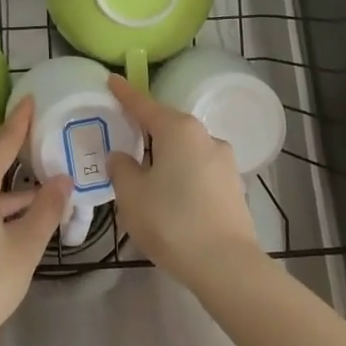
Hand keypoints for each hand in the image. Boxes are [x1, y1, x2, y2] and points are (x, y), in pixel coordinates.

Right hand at [107, 75, 261, 287]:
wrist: (227, 265)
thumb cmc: (172, 221)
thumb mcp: (132, 195)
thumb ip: (122, 169)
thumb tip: (123, 157)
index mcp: (178, 130)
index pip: (144, 105)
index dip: (125, 93)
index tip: (111, 80)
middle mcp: (205, 136)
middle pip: (168, 126)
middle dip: (147, 130)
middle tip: (124, 137)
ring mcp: (224, 161)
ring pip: (185, 150)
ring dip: (166, 157)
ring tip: (147, 177)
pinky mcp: (233, 186)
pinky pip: (199, 170)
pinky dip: (182, 176)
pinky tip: (172, 198)